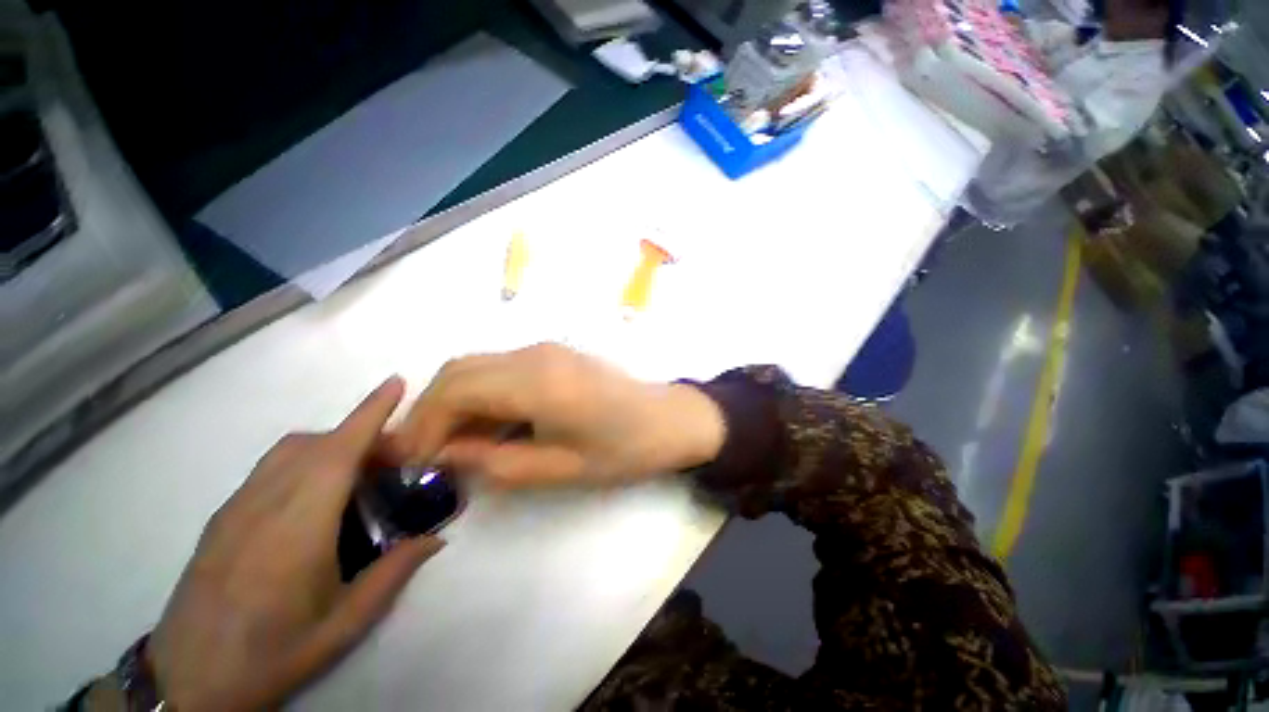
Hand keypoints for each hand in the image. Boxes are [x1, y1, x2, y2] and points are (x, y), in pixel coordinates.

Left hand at [146, 378, 444, 711]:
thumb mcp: (343, 625)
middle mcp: (265, 504)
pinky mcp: (223, 515)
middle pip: (318, 444)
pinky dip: (307, 458)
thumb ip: (393, 574)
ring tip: (361, 472)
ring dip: (334, 444)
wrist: (187, 680)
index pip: (337, 453)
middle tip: (397, 457)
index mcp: (298, 528)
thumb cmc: (271, 654)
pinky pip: (272, 466)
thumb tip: (436, 538)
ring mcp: (237, 506)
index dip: (369, 413)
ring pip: (291, 450)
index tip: (395, 383)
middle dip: (363, 434)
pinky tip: (319, 494)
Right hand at [388, 343, 726, 485]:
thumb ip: (495, 462)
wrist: (668, 419)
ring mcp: (545, 349)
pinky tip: (487, 423)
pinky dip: (481, 393)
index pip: (455, 390)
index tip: (414, 462)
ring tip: (453, 443)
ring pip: (477, 365)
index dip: (424, 425)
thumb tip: (446, 455)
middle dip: (432, 410)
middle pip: (458, 369)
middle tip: (428, 453)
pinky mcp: (554, 354)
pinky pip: (501, 368)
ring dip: (455, 400)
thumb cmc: (622, 449)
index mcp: (536, 382)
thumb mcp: (558, 468)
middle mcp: (534, 355)